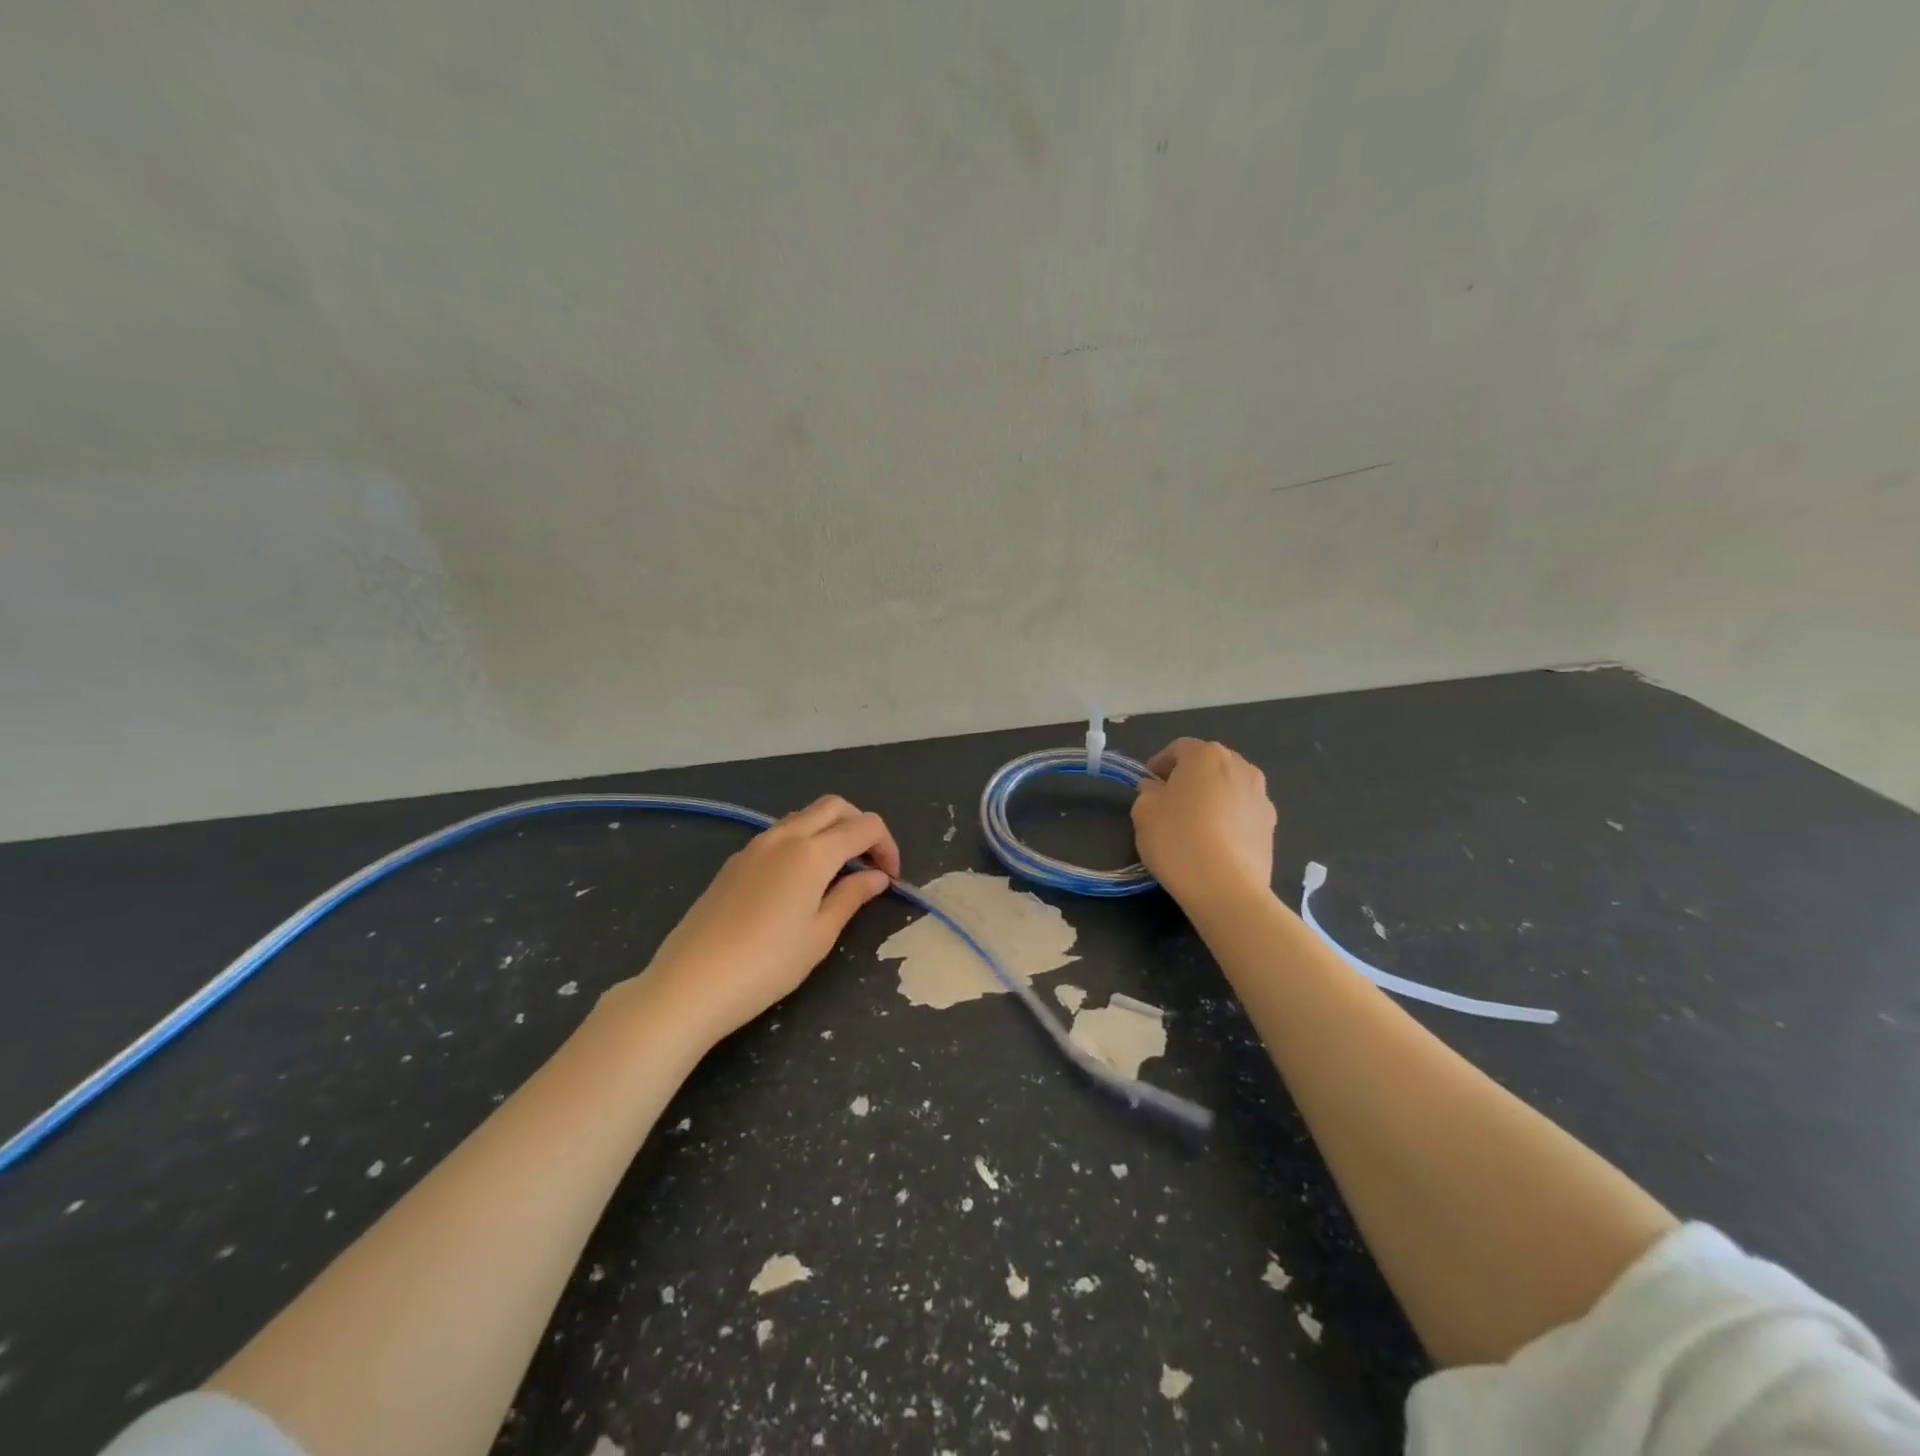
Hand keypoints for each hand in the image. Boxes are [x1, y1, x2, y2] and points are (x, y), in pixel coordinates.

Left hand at [629, 795, 900, 1044]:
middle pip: (834, 807)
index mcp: (812, 852)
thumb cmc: (767, 964)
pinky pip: (780, 834)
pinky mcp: (735, 862)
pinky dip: (803, 842)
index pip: (865, 826)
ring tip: (838, 872)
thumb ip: (851, 896)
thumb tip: (876, 876)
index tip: (892, 878)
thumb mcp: (820, 935)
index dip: (887, 846)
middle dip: (860, 826)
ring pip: (804, 816)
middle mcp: (785, 836)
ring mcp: (755, 845)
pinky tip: (801, 881)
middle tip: (870, 863)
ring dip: (830, 830)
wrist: (691, 983)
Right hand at [1132, 738, 1276, 908]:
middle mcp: (1240, 766)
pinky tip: (1215, 841)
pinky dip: (1229, 817)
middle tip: (1170, 798)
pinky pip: (1243, 811)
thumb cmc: (1178, 840)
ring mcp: (1261, 796)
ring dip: (1213, 796)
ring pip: (1230, 786)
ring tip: (1196, 821)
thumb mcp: (1144, 813)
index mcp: (1207, 755)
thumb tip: (1156, 789)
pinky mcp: (1271, 825)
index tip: (1148, 782)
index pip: (1180, 748)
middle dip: (1190, 776)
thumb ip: (1147, 793)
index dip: (1160, 762)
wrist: (1226, 887)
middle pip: (1210, 764)